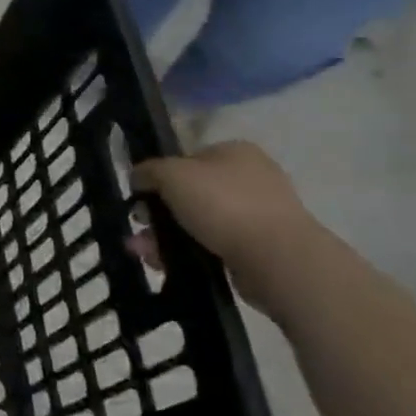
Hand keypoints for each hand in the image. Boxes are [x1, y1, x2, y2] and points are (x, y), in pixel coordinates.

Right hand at [133, 142, 317, 288]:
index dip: (159, 175)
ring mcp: (258, 215)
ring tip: (143, 252)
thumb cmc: (222, 203)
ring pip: (196, 222)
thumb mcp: (170, 173)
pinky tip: (163, 263)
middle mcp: (250, 179)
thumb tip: (139, 177)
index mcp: (235, 152)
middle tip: (140, 225)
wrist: (276, 258)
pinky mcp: (259, 248)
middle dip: (157, 212)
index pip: (186, 158)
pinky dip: (186, 252)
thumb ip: (147, 170)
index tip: (141, 195)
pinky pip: (211, 245)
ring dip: (163, 236)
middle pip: (188, 193)